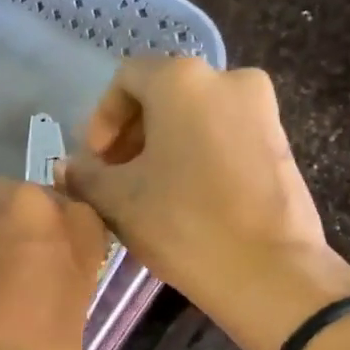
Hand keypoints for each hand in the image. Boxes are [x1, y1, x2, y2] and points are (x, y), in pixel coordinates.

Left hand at [0, 178, 109, 349]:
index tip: (53, 265)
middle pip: (17, 201)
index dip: (60, 238)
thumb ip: (64, 281)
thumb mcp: (77, 317)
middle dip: (12, 227)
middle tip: (11, 274)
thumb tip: (46, 285)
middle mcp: (21, 209)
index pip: (73, 213)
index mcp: (73, 226)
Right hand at [57, 56, 349, 315]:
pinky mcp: (281, 141)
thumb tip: (68, 168)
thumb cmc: (184, 224)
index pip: (126, 79)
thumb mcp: (118, 201)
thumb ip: (85, 176)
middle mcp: (227, 77)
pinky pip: (225, 134)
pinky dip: (197, 155)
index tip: (94, 163)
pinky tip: (186, 198)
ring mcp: (262, 108)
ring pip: (196, 116)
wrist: (270, 271)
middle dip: (132, 134)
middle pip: (163, 95)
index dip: (100, 119)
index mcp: (182, 79)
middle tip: (115, 179)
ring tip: (148, 193)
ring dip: (163, 147)